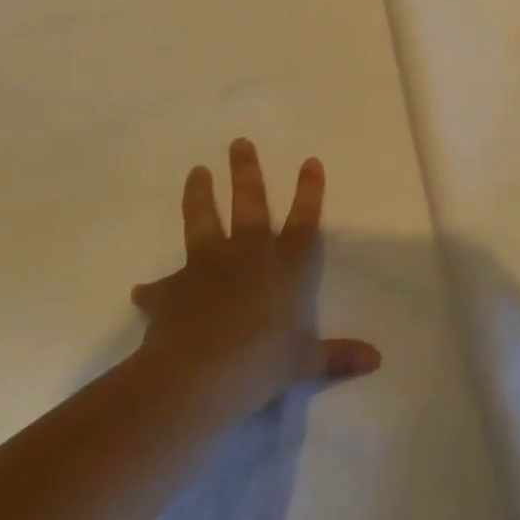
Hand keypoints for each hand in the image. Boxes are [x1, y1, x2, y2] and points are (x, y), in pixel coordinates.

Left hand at [131, 139, 379, 420]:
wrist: (196, 376)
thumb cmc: (259, 363)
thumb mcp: (303, 362)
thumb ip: (336, 356)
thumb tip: (376, 360)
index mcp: (284, 268)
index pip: (303, 221)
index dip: (309, 192)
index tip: (309, 160)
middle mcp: (248, 256)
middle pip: (249, 205)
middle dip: (246, 172)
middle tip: (238, 143)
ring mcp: (207, 268)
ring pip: (203, 222)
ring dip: (199, 196)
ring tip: (196, 172)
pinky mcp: (172, 289)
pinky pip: (161, 287)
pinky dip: (154, 289)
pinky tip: (143, 290)